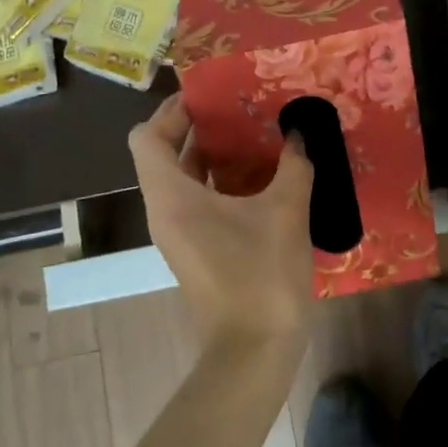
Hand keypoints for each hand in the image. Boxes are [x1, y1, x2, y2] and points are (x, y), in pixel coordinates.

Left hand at [128, 94, 316, 341]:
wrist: (254, 350)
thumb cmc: (261, 274)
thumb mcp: (286, 211)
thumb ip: (294, 164)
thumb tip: (300, 132)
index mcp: (172, 196)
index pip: (147, 137)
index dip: (172, 110)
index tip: (209, 96)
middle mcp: (165, 210)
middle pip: (163, 153)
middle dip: (198, 127)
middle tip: (239, 106)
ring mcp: (178, 233)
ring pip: (183, 179)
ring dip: (212, 154)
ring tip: (254, 133)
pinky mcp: (196, 249)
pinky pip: (197, 201)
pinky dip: (220, 181)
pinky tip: (262, 176)